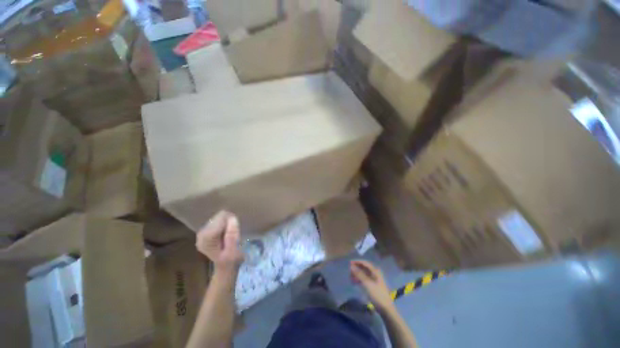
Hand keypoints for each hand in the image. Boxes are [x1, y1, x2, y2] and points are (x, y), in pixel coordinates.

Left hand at [196, 211, 243, 271]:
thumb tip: (232, 218)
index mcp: (207, 238)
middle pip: (218, 217)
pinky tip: (225, 234)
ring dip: (226, 224)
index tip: (236, 229)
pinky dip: (223, 225)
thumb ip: (232, 235)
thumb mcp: (234, 250)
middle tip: (233, 233)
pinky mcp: (204, 233)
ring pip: (218, 218)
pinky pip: (217, 221)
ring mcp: (201, 233)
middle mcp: (201, 234)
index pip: (221, 218)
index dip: (231, 221)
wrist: (225, 267)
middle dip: (228, 222)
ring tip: (229, 234)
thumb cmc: (231, 259)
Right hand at [350, 260, 392, 311]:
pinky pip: (364, 280)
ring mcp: (374, 280)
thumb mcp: (367, 284)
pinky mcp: (373, 286)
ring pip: (364, 274)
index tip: (350, 263)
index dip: (357, 262)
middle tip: (349, 271)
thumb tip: (351, 266)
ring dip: (357, 275)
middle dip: (356, 269)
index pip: (365, 263)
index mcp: (375, 271)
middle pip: (364, 268)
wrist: (386, 308)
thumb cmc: (377, 295)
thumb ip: (359, 274)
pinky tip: (355, 282)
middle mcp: (375, 274)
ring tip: (351, 278)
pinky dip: (359, 280)